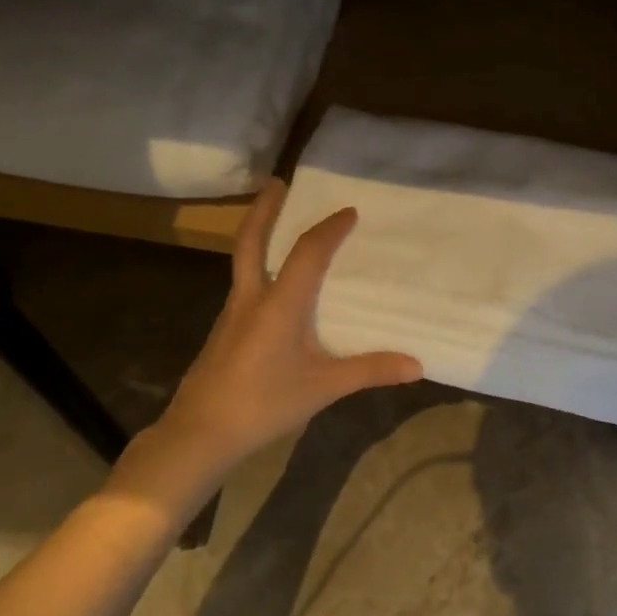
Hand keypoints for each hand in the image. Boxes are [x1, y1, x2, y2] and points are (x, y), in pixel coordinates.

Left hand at [125, 181, 422, 482]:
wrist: (200, 433)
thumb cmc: (264, 404)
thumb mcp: (323, 388)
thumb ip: (369, 371)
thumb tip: (417, 365)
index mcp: (279, 303)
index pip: (307, 252)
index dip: (329, 228)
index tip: (348, 211)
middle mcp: (251, 298)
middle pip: (251, 241)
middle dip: (264, 208)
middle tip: (277, 182)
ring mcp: (232, 314)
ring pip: (242, 261)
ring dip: (258, 236)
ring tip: (276, 227)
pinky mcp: (225, 332)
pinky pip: (244, 286)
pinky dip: (257, 269)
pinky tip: (271, 289)